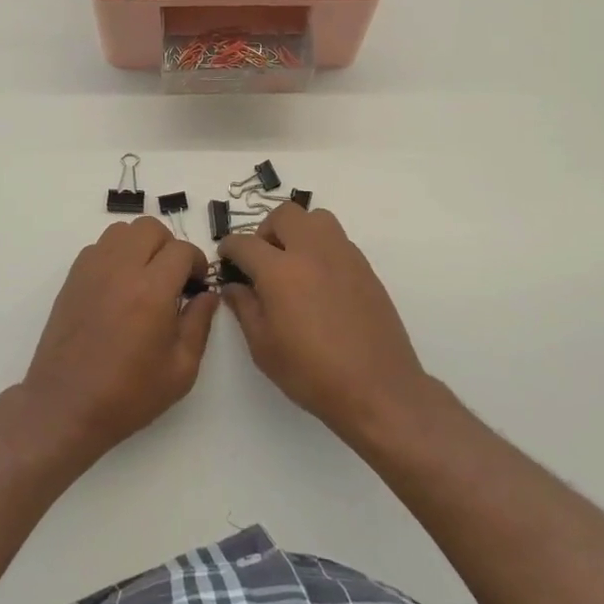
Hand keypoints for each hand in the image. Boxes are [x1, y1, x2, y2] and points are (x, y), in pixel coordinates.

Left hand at [19, 218, 214, 462]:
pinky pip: (99, 246)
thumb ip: (199, 324)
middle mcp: (121, 269)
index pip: (182, 250)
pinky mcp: (73, 277)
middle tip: (173, 278)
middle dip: (170, 246)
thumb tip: (207, 295)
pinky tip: (119, 285)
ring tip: (145, 277)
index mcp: (151, 290)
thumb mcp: (181, 370)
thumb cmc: (128, 394)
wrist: (66, 406)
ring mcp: (92, 269)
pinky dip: (115, 254)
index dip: (197, 263)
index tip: (197, 285)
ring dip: (141, 245)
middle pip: (151, 228)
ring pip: (122, 230)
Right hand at [217, 203, 428, 444]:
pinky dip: (321, 248)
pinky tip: (319, 281)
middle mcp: (311, 251)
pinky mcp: (365, 267)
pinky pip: (337, 240)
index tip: (226, 257)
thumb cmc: (312, 373)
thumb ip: (244, 308)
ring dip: (298, 230)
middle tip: (262, 259)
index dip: (229, 247)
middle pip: (284, 215)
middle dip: (266, 230)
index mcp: (280, 270)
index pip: (245, 243)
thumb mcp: (264, 348)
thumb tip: (233, 286)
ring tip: (293, 262)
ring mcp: (342, 255)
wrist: (377, 388)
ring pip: (316, 218)